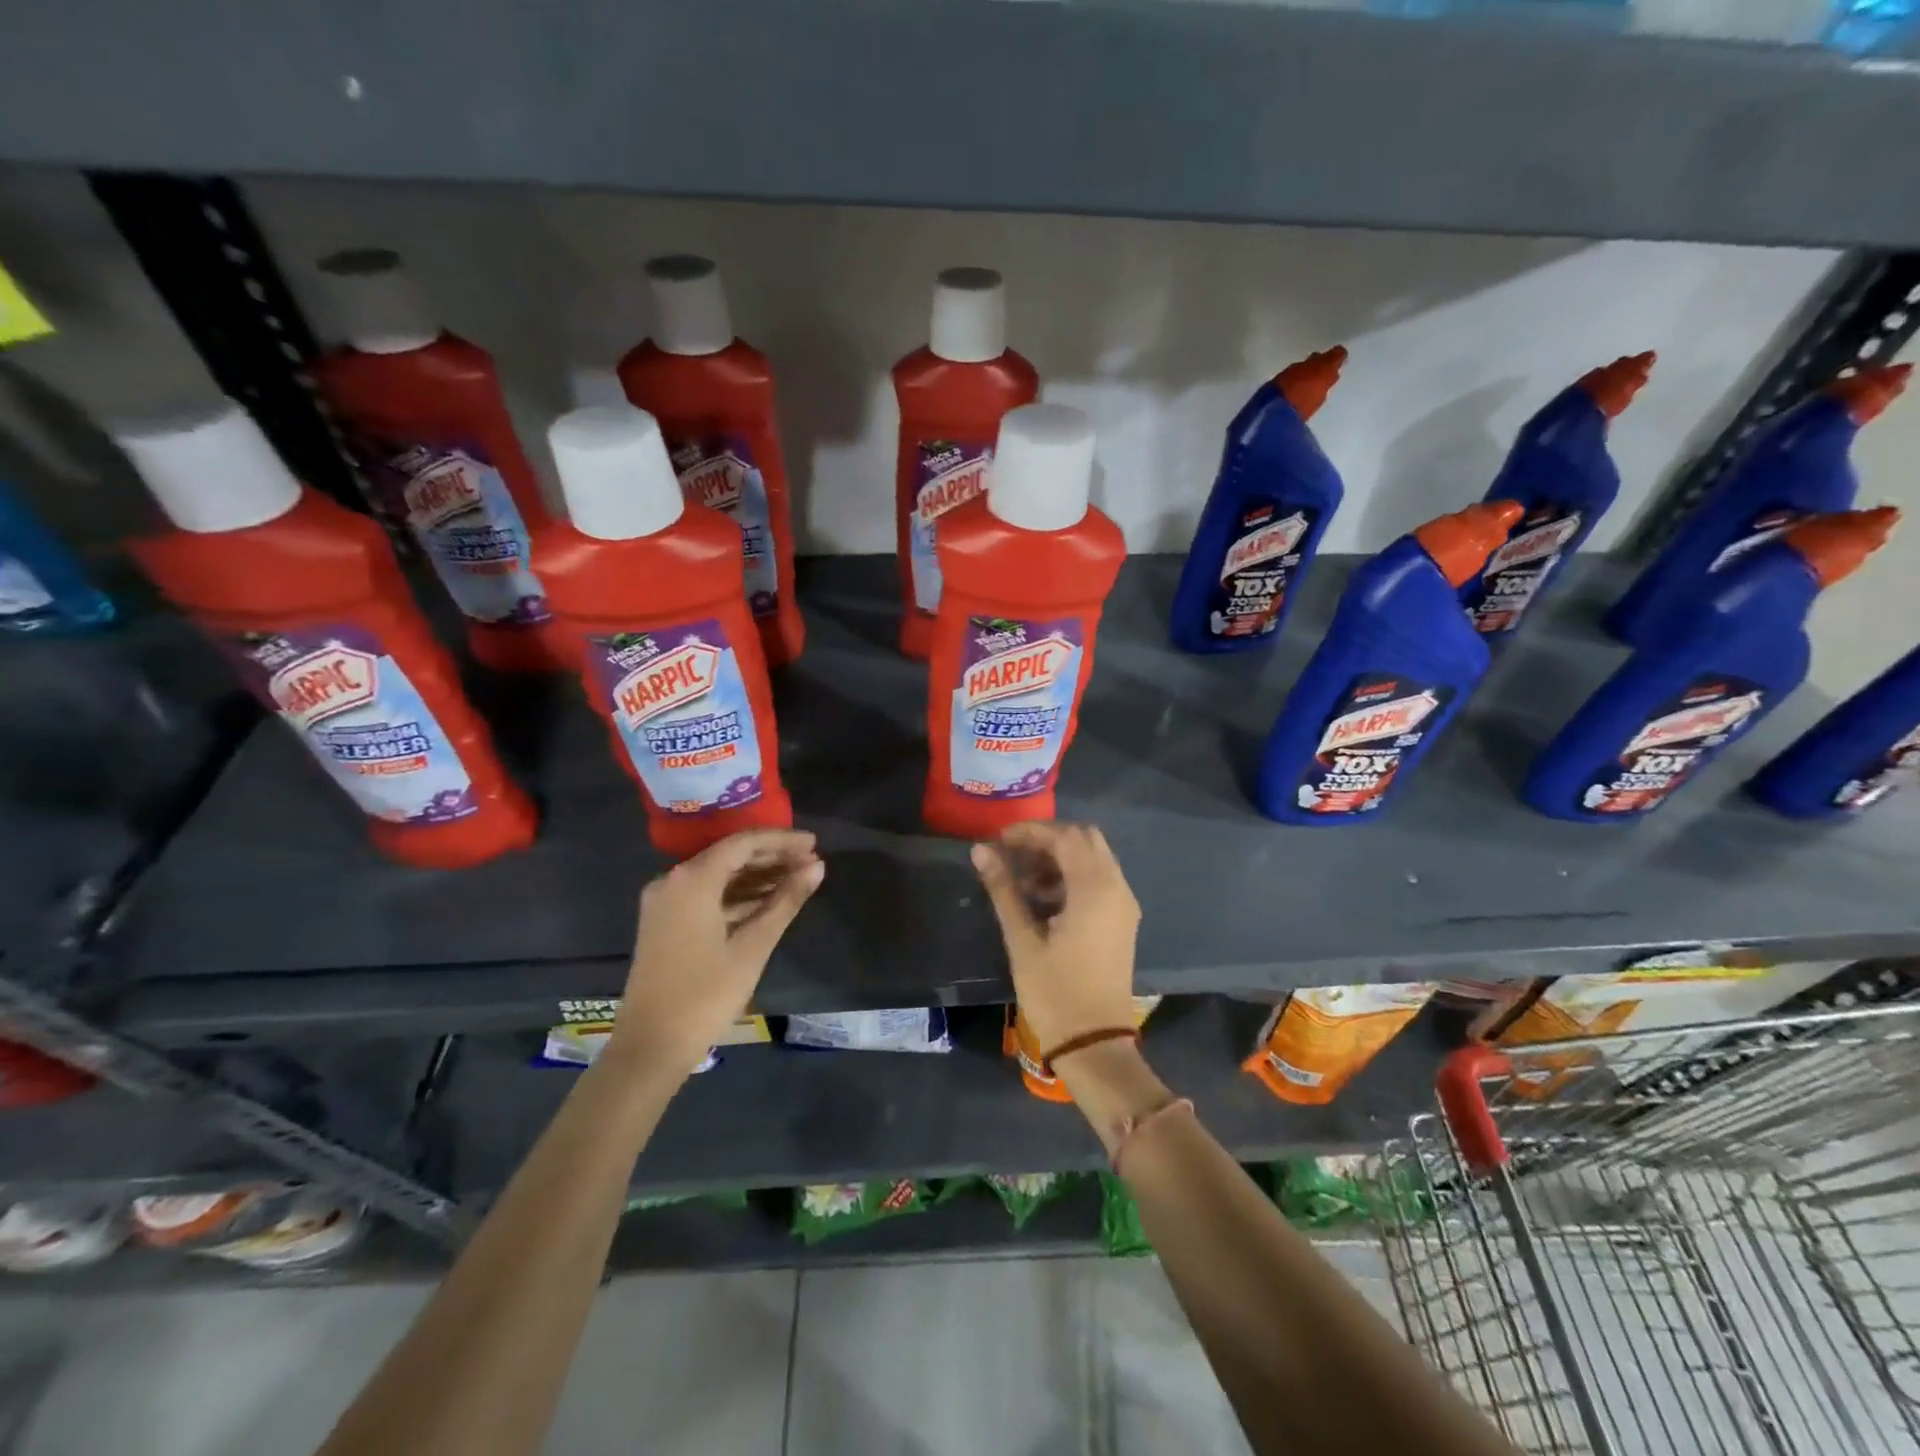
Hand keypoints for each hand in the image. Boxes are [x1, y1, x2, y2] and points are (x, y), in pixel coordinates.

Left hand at [610, 829, 824, 1072]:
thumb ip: (786, 900)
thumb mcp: (754, 945)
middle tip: (811, 861)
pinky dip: (738, 895)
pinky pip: (707, 894)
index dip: (782, 841)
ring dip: (757, 876)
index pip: (744, 843)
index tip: (814, 842)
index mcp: (692, 879)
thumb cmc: (706, 994)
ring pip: (719, 875)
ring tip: (798, 879)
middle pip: (730, 856)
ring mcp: (665, 901)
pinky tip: (768, 901)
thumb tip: (817, 866)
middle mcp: (673, 880)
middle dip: (772, 857)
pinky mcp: (665, 921)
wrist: (651, 1046)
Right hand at [970, 821, 1140, 1055]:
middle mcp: (1117, 887)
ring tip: (1023, 881)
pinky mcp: (1123, 921)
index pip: (1065, 836)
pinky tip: (1044, 899)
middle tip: (1013, 855)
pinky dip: (1073, 876)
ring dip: (1060, 858)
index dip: (1031, 831)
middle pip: (1085, 839)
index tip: (999, 840)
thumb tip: (980, 850)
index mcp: (1095, 888)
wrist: (1095, 1044)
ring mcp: (1123, 905)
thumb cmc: (1054, 992)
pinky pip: (1100, 880)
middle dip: (1048, 840)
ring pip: (1094, 858)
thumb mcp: (1022, 939)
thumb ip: (1003, 889)